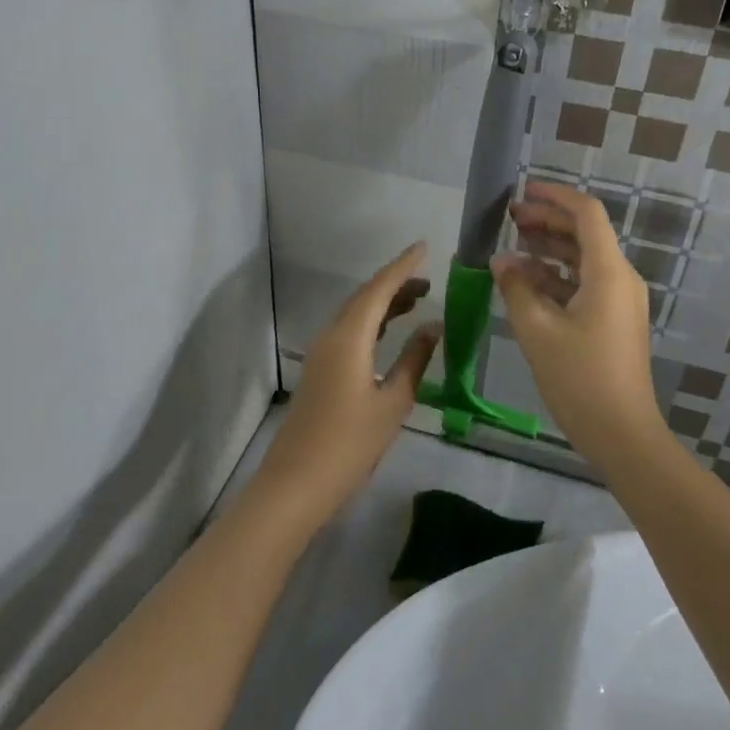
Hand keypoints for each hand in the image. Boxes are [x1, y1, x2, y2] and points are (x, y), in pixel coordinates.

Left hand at [254, 243, 440, 538]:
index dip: (403, 266)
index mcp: (349, 336)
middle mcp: (331, 335)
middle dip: (396, 283)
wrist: (296, 483)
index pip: (379, 288)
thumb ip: (415, 360)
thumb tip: (432, 327)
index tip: (424, 247)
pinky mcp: (319, 370)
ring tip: (416, 301)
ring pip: (355, 314)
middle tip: (429, 280)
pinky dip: (372, 323)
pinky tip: (388, 333)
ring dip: (384, 303)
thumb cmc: (350, 444)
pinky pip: (348, 331)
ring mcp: (321, 352)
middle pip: (365, 297)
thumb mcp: (393, 402)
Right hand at [492, 183, 664, 468]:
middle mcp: (620, 278)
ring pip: (582, 260)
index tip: (523, 190)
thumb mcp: (537, 330)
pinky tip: (526, 283)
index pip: (586, 214)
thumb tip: (500, 261)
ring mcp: (619, 301)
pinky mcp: (614, 320)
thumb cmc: (579, 378)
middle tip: (509, 219)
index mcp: (608, 272)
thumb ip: (516, 288)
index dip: (555, 197)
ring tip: (512, 248)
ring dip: (549, 250)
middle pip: (584, 234)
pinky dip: (556, 277)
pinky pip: (584, 284)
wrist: (622, 433)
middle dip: (546, 222)